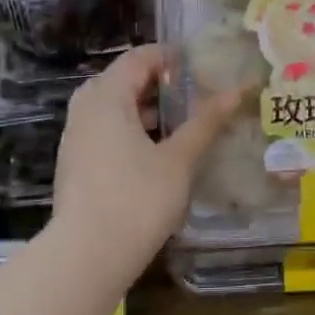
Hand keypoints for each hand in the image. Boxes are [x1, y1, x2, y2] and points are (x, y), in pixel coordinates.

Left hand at [51, 45, 241, 271]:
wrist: (87, 257)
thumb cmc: (137, 200)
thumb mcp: (179, 159)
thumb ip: (206, 121)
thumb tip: (237, 90)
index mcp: (107, 97)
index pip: (139, 58)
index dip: (172, 57)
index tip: (204, 68)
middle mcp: (85, 109)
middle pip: (124, 80)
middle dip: (161, 83)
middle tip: (197, 93)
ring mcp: (76, 137)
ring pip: (114, 107)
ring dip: (148, 109)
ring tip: (185, 122)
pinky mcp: (77, 163)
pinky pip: (106, 130)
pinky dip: (133, 129)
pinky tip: (160, 151)